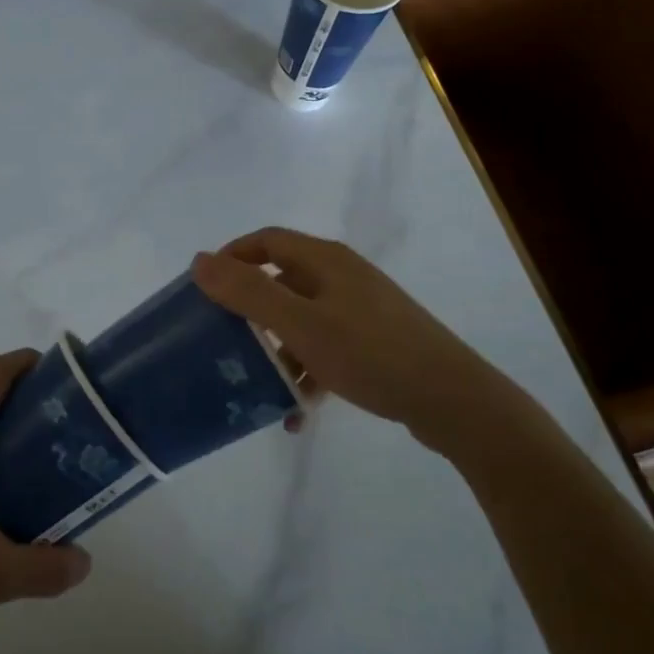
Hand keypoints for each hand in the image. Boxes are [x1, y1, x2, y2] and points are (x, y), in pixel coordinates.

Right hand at [191, 228, 514, 456]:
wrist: (454, 400)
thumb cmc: (371, 353)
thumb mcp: (300, 324)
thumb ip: (248, 292)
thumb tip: (200, 260)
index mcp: (324, 260)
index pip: (266, 240)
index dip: (232, 257)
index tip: (204, 288)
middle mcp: (342, 276)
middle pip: (282, 280)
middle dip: (250, 310)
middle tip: (223, 338)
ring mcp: (362, 309)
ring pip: (302, 319)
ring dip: (277, 349)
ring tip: (258, 385)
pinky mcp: (376, 341)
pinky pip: (326, 348)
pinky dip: (306, 372)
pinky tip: (296, 412)